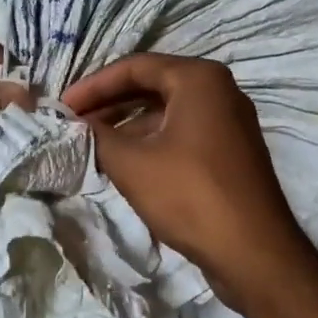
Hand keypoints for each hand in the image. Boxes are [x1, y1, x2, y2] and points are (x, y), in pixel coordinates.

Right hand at [62, 54, 316, 310]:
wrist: (254, 251)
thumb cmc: (191, 195)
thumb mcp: (132, 164)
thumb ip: (97, 137)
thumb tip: (75, 126)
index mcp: (200, 78)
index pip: (135, 66)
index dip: (94, 85)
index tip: (63, 107)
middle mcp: (220, 90)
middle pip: (153, 85)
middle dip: (110, 104)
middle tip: (74, 124)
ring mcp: (230, 122)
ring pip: (168, 112)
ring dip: (129, 126)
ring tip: (93, 145)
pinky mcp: (232, 151)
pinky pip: (184, 133)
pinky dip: (153, 142)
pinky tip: (126, 164)